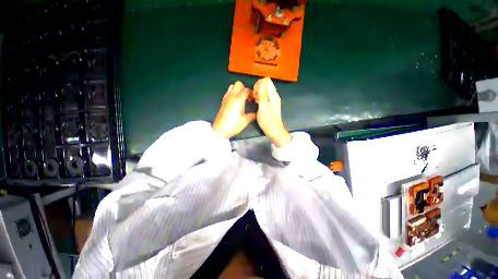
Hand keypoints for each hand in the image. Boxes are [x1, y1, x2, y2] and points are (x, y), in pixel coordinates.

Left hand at [212, 81, 255, 138]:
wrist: (220, 130)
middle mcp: (231, 96)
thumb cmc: (233, 125)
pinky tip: (237, 102)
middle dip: (245, 89)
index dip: (252, 93)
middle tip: (248, 97)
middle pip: (239, 84)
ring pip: (232, 86)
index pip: (247, 90)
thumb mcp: (245, 121)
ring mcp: (226, 98)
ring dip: (238, 90)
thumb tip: (257, 113)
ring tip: (243, 99)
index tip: (255, 99)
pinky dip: (234, 94)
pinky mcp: (223, 101)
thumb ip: (252, 115)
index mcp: (238, 99)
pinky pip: (229, 92)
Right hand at [253, 77, 291, 146]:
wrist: (274, 130)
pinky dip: (260, 96)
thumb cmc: (268, 121)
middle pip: (265, 83)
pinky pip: (264, 94)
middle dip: (257, 88)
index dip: (259, 84)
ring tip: (256, 101)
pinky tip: (257, 103)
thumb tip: (260, 83)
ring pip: (264, 89)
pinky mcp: (271, 102)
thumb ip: (262, 95)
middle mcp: (274, 95)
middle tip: (255, 98)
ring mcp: (273, 99)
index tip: (255, 93)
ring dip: (258, 93)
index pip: (266, 80)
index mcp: (273, 95)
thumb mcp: (263, 108)